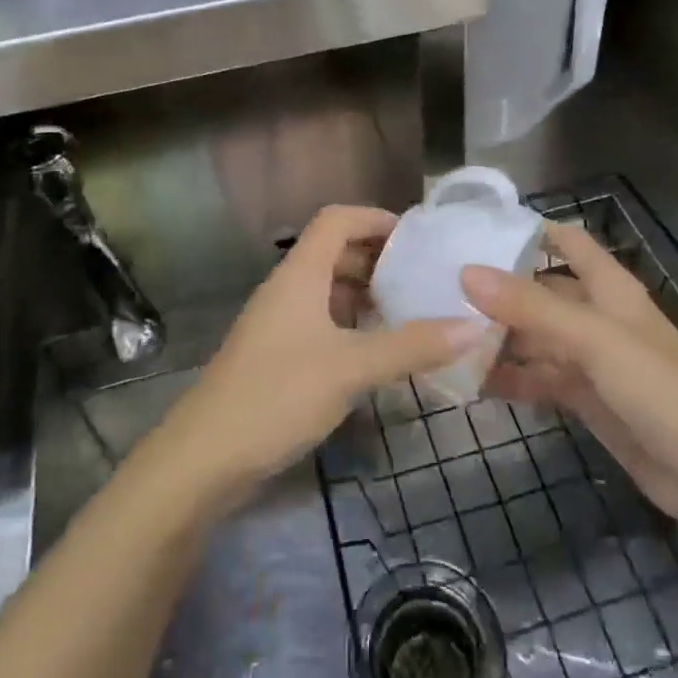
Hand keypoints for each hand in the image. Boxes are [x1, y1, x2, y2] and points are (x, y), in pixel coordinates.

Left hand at [160, 206, 490, 508]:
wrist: (203, 459)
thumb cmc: (277, 395)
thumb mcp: (350, 368)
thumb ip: (411, 345)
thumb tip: (474, 325)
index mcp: (300, 274)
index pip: (337, 219)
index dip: (375, 218)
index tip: (418, 237)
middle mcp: (288, 289)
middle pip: (335, 252)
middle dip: (378, 258)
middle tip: (423, 276)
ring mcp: (280, 323)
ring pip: (328, 290)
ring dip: (366, 294)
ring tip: (410, 311)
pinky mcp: (278, 356)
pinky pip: (322, 322)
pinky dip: (352, 325)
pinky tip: (378, 351)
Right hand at [463, 223, 677, 531]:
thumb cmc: (656, 386)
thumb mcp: (591, 337)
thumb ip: (530, 305)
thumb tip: (467, 271)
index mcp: (609, 288)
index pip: (567, 242)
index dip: (530, 231)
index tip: (477, 230)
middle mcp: (598, 316)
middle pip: (543, 292)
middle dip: (501, 291)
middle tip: (444, 290)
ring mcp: (591, 360)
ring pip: (537, 338)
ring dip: (501, 338)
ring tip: (448, 336)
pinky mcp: (586, 399)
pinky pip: (540, 378)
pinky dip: (512, 378)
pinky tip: (474, 382)